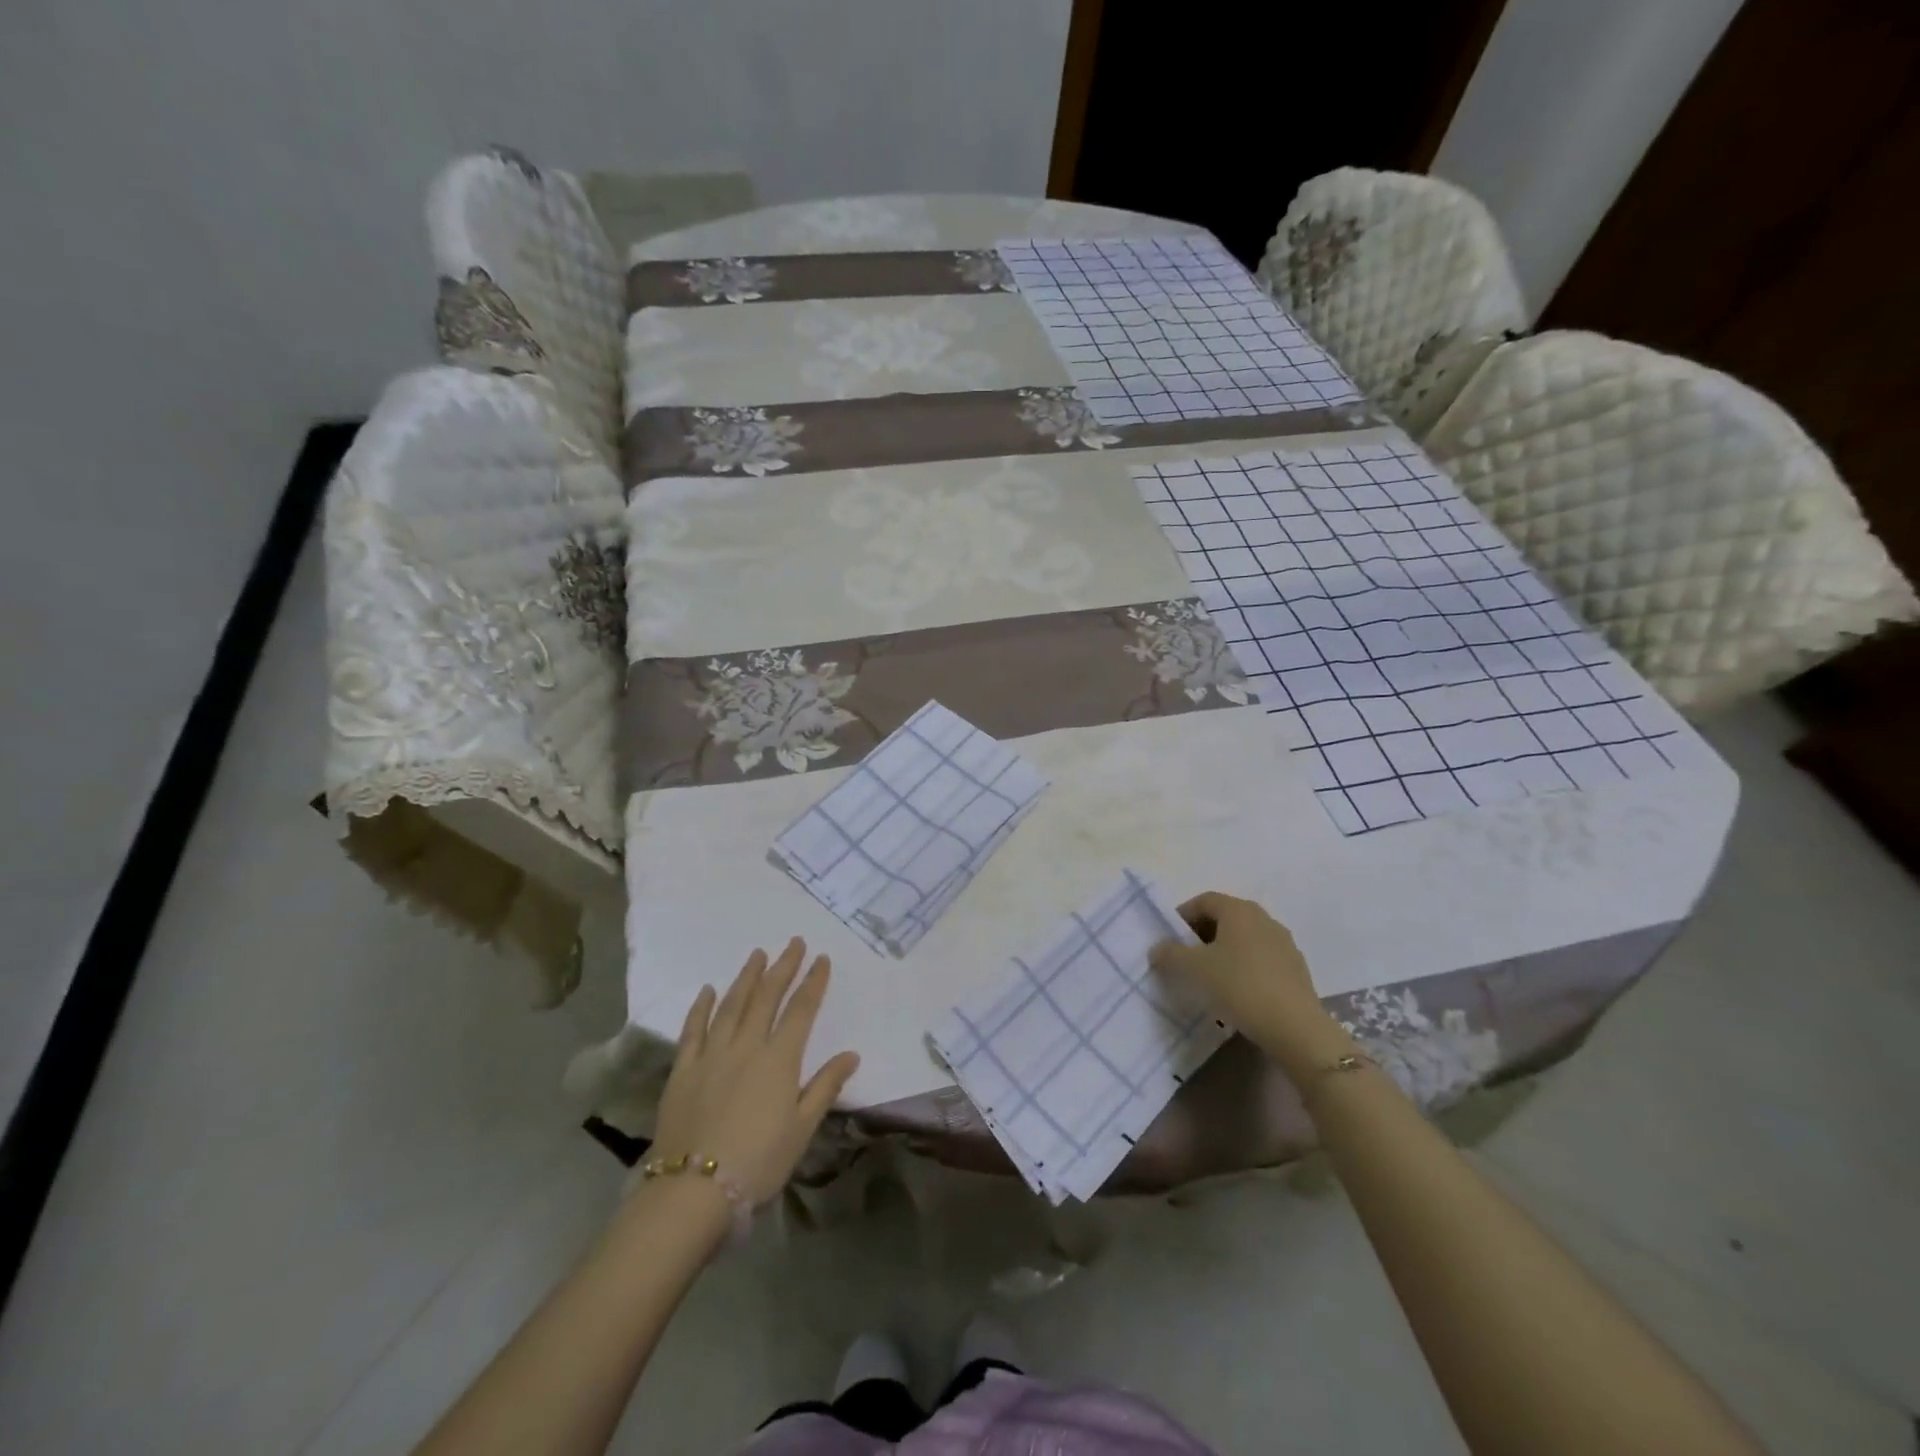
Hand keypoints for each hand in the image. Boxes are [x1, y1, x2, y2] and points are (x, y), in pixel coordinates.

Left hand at [651, 938, 859, 1206]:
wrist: (693, 1190)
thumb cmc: (758, 1162)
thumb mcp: (802, 1129)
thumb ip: (825, 1086)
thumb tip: (851, 1054)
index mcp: (779, 1059)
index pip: (801, 1010)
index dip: (813, 982)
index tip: (821, 959)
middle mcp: (747, 1046)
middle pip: (767, 998)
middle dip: (783, 968)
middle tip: (793, 943)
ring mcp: (712, 1055)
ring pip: (732, 1005)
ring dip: (747, 977)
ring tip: (758, 954)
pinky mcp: (683, 1070)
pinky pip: (693, 1029)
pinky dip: (702, 1007)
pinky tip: (709, 990)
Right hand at [1149, 892, 1354, 1082]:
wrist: (1295, 1028)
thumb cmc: (1239, 986)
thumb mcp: (1193, 969)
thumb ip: (1170, 954)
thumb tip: (1158, 948)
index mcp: (1239, 910)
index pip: (1204, 900)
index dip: (1182, 916)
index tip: (1169, 939)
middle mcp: (1264, 919)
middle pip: (1225, 918)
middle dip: (1202, 934)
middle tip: (1185, 958)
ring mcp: (1284, 944)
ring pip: (1244, 940)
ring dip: (1223, 952)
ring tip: (1209, 978)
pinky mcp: (1296, 970)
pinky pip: (1261, 960)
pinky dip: (1243, 968)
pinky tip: (1236, 993)